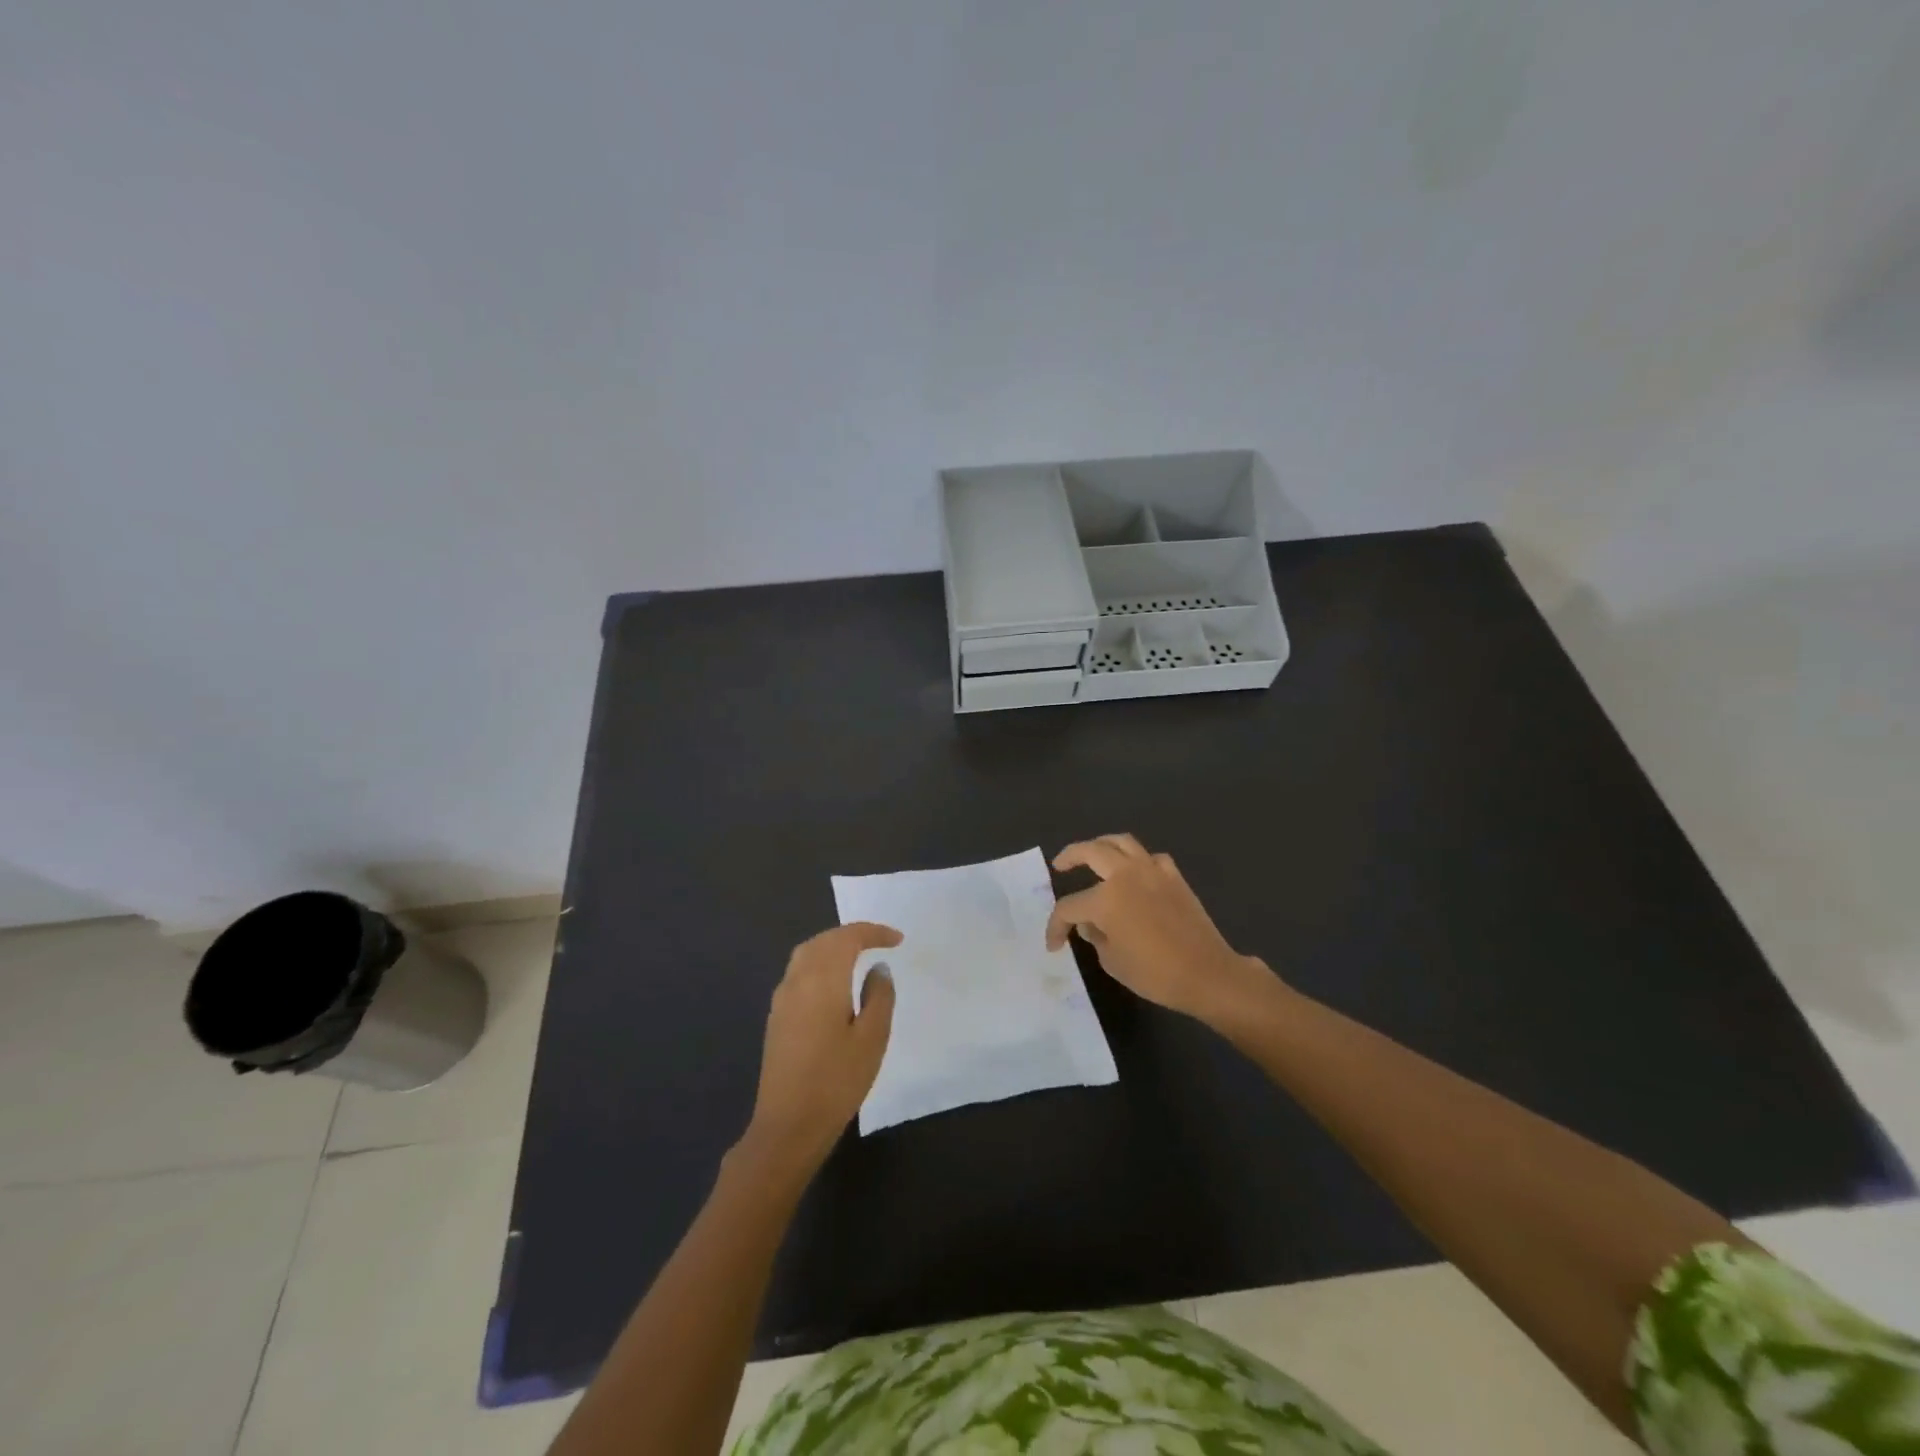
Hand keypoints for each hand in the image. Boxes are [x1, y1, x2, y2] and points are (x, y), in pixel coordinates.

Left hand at [740, 922, 899, 1175]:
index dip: (873, 932)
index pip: (847, 938)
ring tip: (858, 955)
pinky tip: (833, 982)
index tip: (897, 940)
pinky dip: (819, 963)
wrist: (788, 1125)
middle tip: (879, 941)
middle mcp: (797, 980)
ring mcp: (782, 998)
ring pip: (807, 954)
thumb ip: (879, 995)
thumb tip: (877, 969)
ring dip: (832, 946)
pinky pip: (799, 972)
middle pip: (823, 940)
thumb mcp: (873, 1038)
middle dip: (851, 934)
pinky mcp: (776, 1017)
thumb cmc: (837, 1080)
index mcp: (822, 979)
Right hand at [1046, 834, 1275, 1025]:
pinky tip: (1135, 872)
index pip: (1069, 907)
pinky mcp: (1174, 877)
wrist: (1207, 974)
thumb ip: (1095, 937)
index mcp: (1106, 899)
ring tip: (1092, 854)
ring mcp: (1153, 871)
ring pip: (1121, 842)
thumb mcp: (1112, 961)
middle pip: (1090, 852)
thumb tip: (1090, 924)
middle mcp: (1126, 875)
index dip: (1056, 925)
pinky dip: (1138, 860)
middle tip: (1059, 865)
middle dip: (1069, 856)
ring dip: (1101, 845)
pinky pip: (1151, 858)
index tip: (1054, 944)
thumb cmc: (1155, 974)